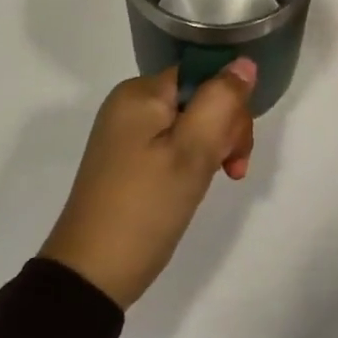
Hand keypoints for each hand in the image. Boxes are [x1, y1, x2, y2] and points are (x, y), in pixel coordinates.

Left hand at [39, 61, 256, 309]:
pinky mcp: (130, 159)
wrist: (92, 274)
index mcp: (141, 93)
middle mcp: (132, 104)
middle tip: (229, 169)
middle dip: (225, 130)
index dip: (230, 104)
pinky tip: (197, 184)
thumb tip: (244, 63)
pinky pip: (175, 143)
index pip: (205, 75)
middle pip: (200, 97)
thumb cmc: (146, 207)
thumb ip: (222, 101)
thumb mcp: (192, 151)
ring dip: (214, 148)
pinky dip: (194, 160)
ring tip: (218, 180)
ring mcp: (129, 133)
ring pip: (193, 122)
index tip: (235, 146)